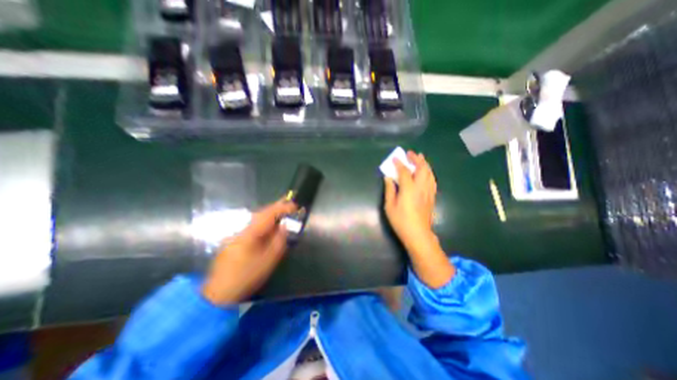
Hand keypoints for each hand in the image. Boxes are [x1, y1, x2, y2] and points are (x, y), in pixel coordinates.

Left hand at [200, 200, 296, 303]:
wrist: (218, 293)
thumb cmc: (246, 277)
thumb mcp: (267, 261)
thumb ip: (278, 241)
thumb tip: (284, 226)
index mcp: (249, 234)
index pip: (268, 215)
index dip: (282, 208)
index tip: (294, 204)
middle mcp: (242, 229)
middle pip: (261, 213)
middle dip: (276, 207)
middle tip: (289, 202)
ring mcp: (236, 234)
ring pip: (256, 219)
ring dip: (270, 213)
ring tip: (282, 210)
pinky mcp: (235, 240)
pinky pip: (253, 225)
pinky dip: (264, 221)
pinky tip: (270, 224)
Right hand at [386, 150, 438, 250]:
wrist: (418, 234)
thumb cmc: (401, 221)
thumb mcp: (390, 206)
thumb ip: (389, 190)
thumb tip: (388, 178)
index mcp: (409, 189)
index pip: (405, 171)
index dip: (399, 164)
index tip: (394, 158)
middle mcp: (421, 187)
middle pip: (422, 168)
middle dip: (416, 159)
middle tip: (410, 153)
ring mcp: (428, 191)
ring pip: (429, 173)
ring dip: (424, 163)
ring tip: (420, 157)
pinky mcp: (432, 196)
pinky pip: (432, 180)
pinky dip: (429, 172)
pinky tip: (426, 171)